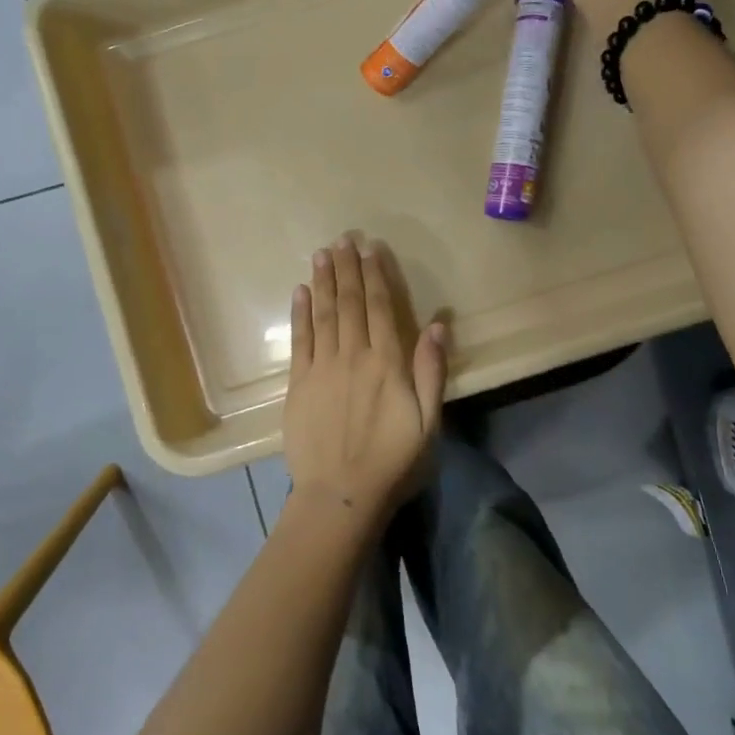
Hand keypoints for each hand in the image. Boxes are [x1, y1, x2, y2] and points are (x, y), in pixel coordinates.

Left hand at [283, 236, 446, 520]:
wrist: (339, 495)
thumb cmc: (392, 462)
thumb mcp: (429, 422)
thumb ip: (431, 371)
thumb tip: (437, 324)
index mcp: (387, 363)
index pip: (381, 308)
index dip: (376, 276)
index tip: (371, 249)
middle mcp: (353, 356)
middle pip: (350, 303)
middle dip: (347, 269)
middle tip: (343, 239)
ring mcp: (321, 368)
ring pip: (324, 314)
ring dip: (324, 281)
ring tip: (322, 254)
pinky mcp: (298, 384)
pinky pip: (299, 340)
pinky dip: (300, 313)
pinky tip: (300, 291)